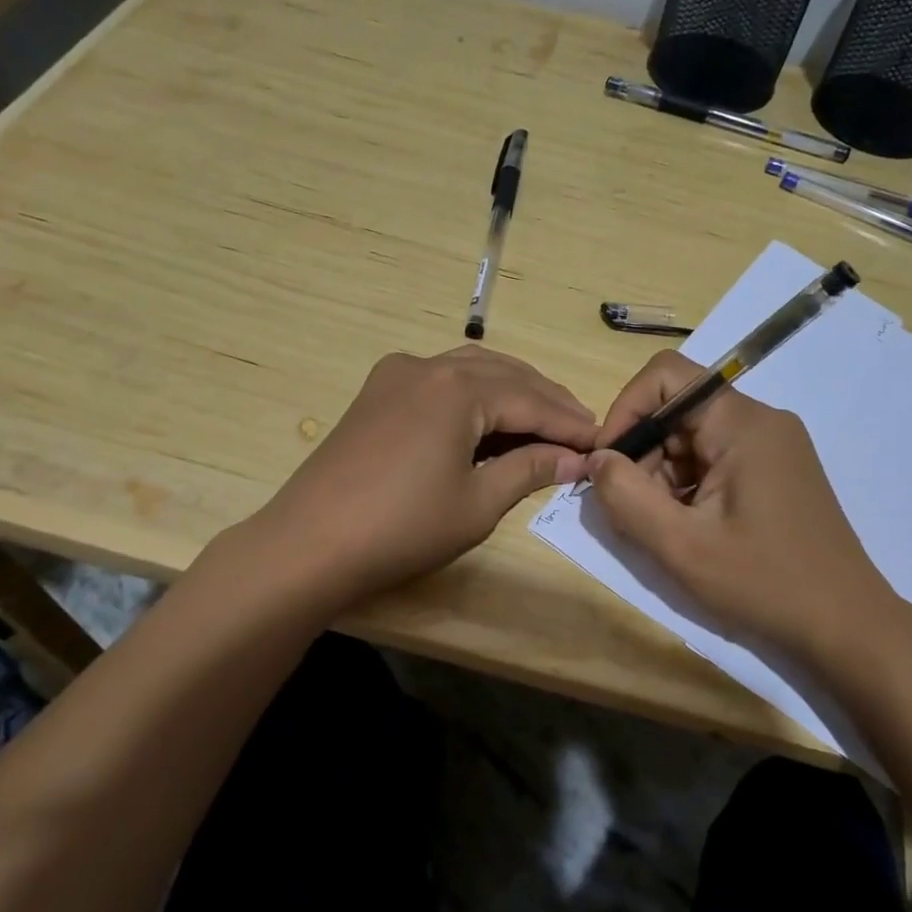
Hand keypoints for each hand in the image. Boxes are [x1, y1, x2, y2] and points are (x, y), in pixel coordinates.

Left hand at [257, 345, 595, 604]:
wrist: (309, 544)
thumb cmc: (402, 528)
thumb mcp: (477, 503)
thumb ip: (530, 470)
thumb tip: (575, 459)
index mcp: (459, 389)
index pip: (532, 401)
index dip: (570, 424)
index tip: (602, 441)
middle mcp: (428, 366)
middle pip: (505, 375)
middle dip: (545, 401)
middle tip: (580, 429)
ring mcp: (396, 375)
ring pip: (471, 370)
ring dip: (511, 391)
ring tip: (543, 420)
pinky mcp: (376, 393)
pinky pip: (439, 380)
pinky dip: (473, 393)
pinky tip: (487, 416)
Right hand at [585, 350, 900, 665]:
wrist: (847, 626)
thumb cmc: (764, 583)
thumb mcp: (681, 546)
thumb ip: (626, 496)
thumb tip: (598, 460)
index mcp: (744, 424)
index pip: (666, 376)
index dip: (625, 411)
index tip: (608, 464)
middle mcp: (761, 421)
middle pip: (678, 410)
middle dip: (643, 454)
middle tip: (633, 511)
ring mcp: (773, 446)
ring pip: (693, 438)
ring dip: (663, 476)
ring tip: (665, 529)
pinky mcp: (776, 471)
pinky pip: (715, 459)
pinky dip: (688, 487)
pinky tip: (690, 530)